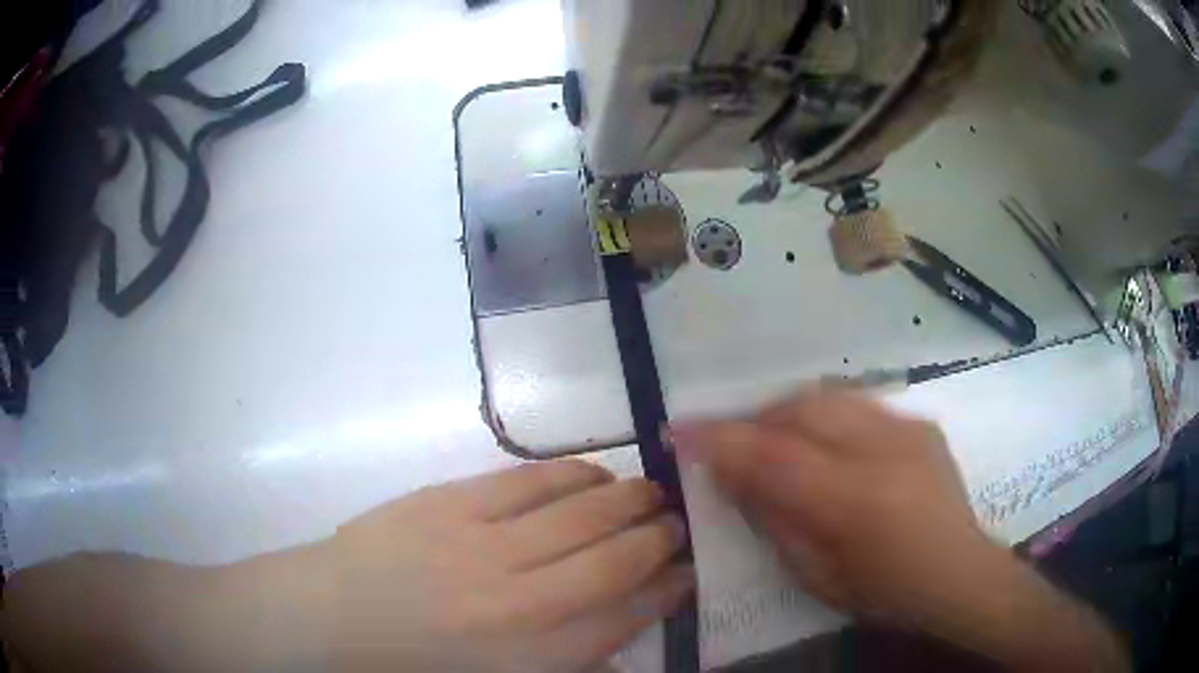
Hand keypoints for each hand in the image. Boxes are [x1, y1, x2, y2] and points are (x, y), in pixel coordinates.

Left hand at [326, 461, 693, 672]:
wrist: (333, 618)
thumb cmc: (416, 667)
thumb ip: (567, 664)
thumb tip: (622, 636)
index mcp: (533, 657)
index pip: (627, 617)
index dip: (667, 589)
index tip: (688, 571)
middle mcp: (521, 602)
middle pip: (615, 558)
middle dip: (659, 537)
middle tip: (677, 523)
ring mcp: (484, 546)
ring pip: (582, 512)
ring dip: (627, 498)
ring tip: (649, 491)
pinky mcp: (451, 504)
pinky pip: (529, 481)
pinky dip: (572, 473)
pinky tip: (593, 473)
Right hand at [671, 387, 1128, 672]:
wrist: (962, 574)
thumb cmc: (887, 593)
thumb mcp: (819, 576)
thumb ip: (776, 521)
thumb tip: (735, 477)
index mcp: (855, 501)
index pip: (772, 456)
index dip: (718, 439)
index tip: (676, 430)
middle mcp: (883, 449)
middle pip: (799, 409)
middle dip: (751, 417)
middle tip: (726, 441)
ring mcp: (907, 428)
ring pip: (827, 396)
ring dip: (785, 412)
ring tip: (767, 438)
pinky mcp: (919, 422)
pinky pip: (856, 404)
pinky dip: (822, 415)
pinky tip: (819, 441)